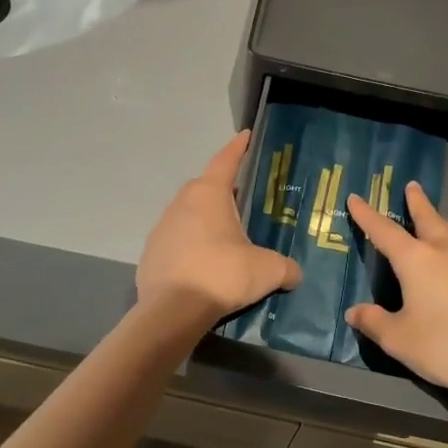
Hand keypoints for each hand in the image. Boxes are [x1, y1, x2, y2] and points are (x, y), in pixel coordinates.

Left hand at [137, 131, 301, 323]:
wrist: (172, 310)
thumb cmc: (222, 274)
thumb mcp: (267, 270)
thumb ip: (285, 268)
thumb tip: (295, 274)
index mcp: (209, 194)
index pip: (226, 161)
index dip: (238, 148)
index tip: (245, 136)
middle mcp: (181, 203)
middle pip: (204, 187)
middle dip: (222, 191)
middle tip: (241, 201)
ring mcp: (162, 228)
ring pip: (188, 214)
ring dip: (205, 220)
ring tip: (224, 239)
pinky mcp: (151, 253)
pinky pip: (176, 241)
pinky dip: (190, 246)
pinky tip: (203, 265)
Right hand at [345, 183, 447, 411]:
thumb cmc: (446, 347)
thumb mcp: (400, 340)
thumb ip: (375, 322)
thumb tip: (355, 311)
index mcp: (416, 261)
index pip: (384, 231)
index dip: (367, 214)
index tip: (355, 197)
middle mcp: (446, 253)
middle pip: (429, 218)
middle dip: (417, 202)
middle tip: (412, 186)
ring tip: (446, 224)